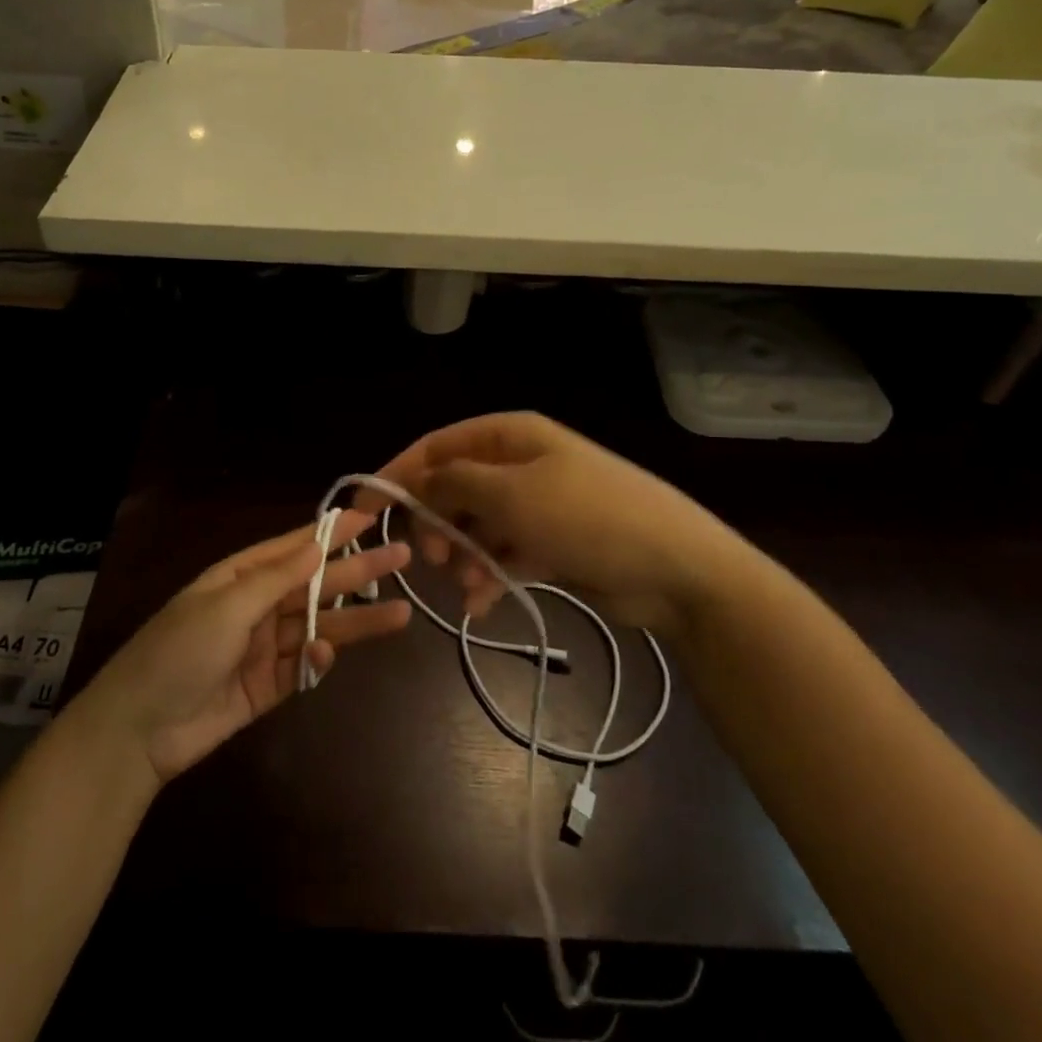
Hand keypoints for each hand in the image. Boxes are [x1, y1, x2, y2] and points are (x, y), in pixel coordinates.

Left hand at [76, 512, 410, 783]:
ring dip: (355, 621)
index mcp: (240, 577)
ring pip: (319, 626)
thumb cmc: (179, 652)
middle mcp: (256, 606)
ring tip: (401, 614)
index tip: (369, 518)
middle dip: (357, 572)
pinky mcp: (269, 686)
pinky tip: (326, 658)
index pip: (295, 547)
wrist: (140, 730)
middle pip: (315, 585)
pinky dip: (318, 662)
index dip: (331, 533)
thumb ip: (276, 578)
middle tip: (401, 558)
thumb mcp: (226, 606)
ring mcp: (264, 647)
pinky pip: (303, 667)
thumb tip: (317, 544)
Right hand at [370, 412, 745, 630]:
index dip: (399, 474)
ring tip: (466, 586)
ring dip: (463, 557)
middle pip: (455, 488)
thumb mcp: (512, 494)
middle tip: (429, 560)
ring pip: (477, 526)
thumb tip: (419, 480)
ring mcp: (538, 505)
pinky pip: (505, 554)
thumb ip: (455, 482)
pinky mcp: (552, 543)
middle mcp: (520, 465)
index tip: (365, 510)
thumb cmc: (587, 517)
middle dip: (436, 523)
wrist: (676, 568)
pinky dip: (490, 576)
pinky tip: (484, 604)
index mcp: (510, 438)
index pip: (438, 447)